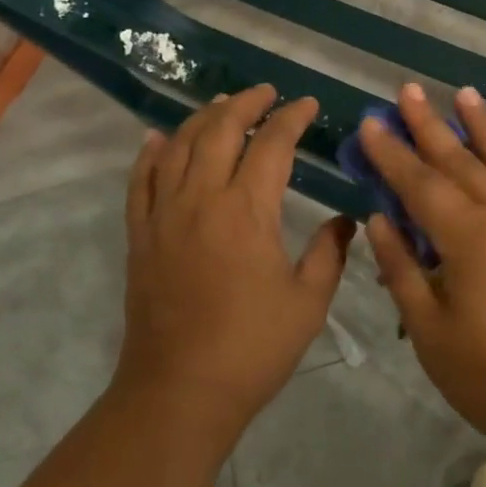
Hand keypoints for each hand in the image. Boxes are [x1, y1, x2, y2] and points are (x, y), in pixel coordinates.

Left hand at [118, 85, 353, 439]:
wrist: (179, 392)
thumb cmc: (252, 347)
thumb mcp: (308, 302)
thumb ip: (329, 253)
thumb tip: (345, 221)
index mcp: (246, 210)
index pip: (271, 144)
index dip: (291, 118)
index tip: (307, 104)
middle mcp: (201, 199)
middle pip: (220, 130)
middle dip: (246, 103)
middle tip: (267, 93)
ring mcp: (163, 215)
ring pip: (178, 146)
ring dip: (202, 118)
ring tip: (223, 105)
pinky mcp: (140, 235)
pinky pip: (140, 180)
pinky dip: (150, 152)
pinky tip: (158, 138)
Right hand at [359, 84, 485, 454]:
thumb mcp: (431, 333)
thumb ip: (403, 270)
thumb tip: (379, 218)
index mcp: (467, 237)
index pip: (419, 183)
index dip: (391, 153)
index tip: (371, 123)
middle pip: (460, 161)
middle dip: (429, 124)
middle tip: (408, 90)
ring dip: (483, 126)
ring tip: (465, 93)